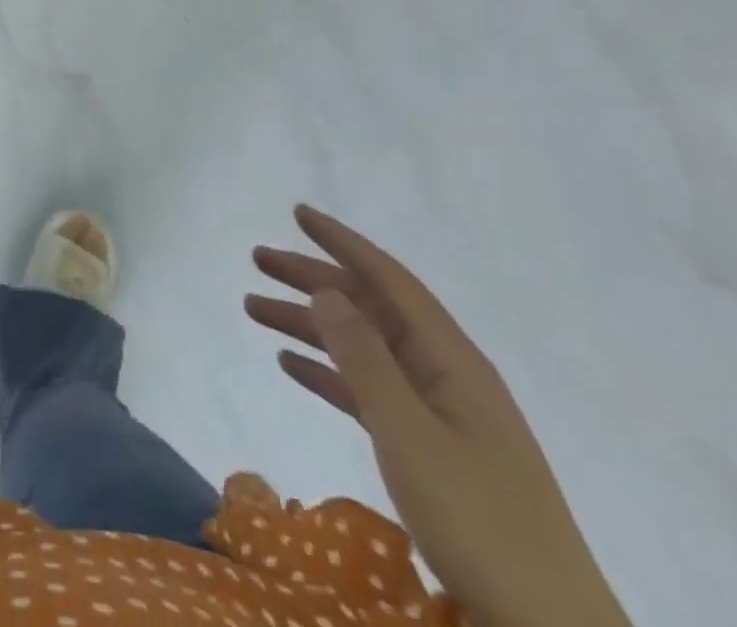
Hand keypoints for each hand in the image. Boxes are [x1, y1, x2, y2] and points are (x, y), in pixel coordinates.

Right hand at [245, 206, 629, 626]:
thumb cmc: (481, 523)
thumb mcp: (412, 435)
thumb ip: (365, 358)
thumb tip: (326, 290)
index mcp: (451, 360)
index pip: (389, 280)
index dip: (342, 242)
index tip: (298, 213)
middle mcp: (443, 374)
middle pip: (368, 307)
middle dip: (313, 278)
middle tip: (257, 259)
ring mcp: (437, 412)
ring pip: (361, 347)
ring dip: (309, 324)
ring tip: (254, 309)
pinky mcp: (428, 449)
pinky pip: (366, 390)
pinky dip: (327, 371)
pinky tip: (290, 365)